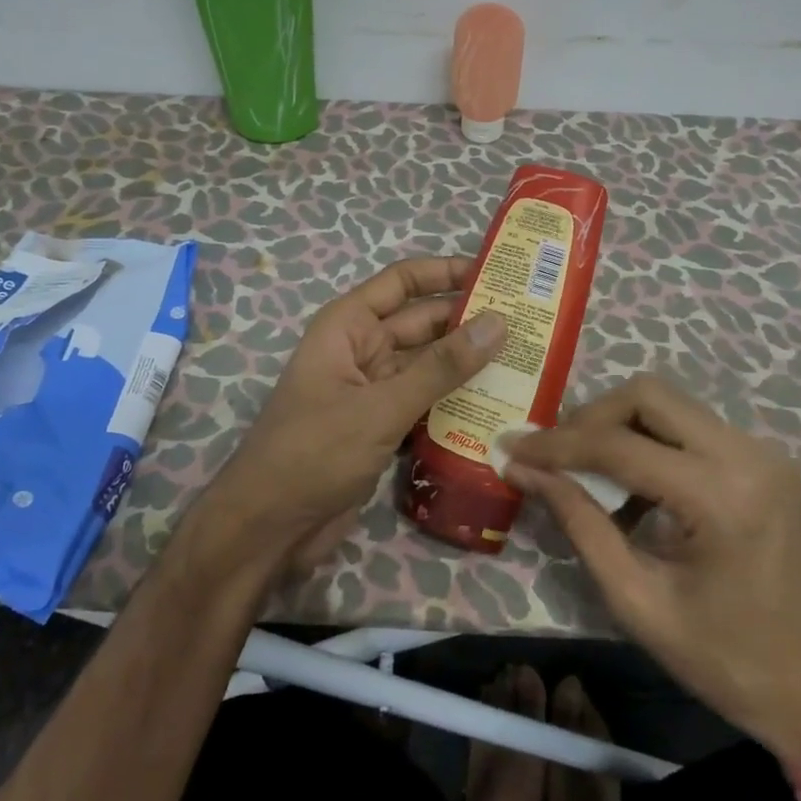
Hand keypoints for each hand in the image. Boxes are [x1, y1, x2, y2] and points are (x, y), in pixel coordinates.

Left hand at [201, 257, 506, 571]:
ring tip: (528, 363)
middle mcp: (362, 349)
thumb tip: (498, 322)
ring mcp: (374, 390)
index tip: (498, 274)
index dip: (446, 271)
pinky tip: (500, 408)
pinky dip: (456, 404)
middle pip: (424, 324)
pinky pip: (427, 403)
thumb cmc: (315, 452)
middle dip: (470, 323)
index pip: (403, 282)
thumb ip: (441, 367)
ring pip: (429, 366)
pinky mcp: (384, 427)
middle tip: (531, 324)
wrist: (269, 528)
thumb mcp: (382, 406)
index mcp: (349, 326)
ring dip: (469, 367)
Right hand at [506, 376, 800, 762]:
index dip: (557, 444)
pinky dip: (651, 441)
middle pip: (648, 395)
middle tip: (553, 454)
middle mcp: (746, 454)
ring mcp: (761, 452)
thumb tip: (524, 471)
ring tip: (582, 468)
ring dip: (619, 425)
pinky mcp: (764, 461)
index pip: (619, 445)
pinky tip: (632, 487)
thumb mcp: (640, 603)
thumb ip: (580, 525)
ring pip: (670, 404)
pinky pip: (691, 428)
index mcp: (720, 496)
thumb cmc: (732, 663)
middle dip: (590, 417)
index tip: (510, 447)